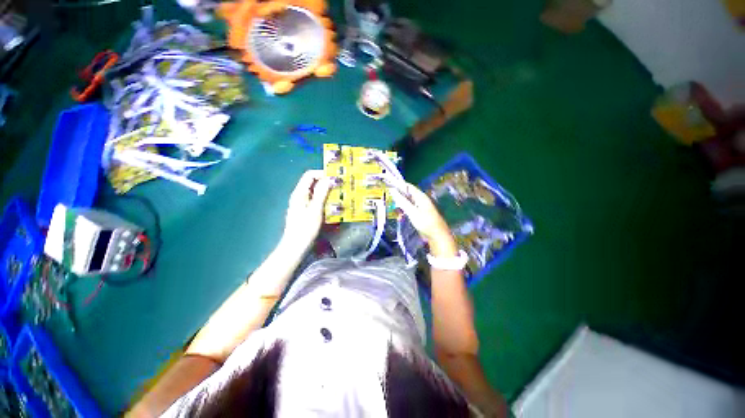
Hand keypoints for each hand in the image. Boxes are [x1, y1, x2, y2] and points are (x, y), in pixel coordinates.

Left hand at [282, 170, 330, 250]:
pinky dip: (323, 199)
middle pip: (312, 182)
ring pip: (314, 192)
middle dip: (326, 182)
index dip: (322, 174)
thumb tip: (330, 178)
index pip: (310, 175)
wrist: (295, 246)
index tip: (335, 178)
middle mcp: (299, 196)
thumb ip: (322, 192)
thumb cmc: (305, 228)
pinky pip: (315, 200)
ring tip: (338, 195)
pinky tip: (331, 205)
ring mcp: (301, 204)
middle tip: (339, 187)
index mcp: (300, 193)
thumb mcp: (316, 209)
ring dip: (326, 191)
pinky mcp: (304, 211)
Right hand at [389, 182, 457, 256]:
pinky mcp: (419, 214)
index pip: (408, 186)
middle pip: (407, 194)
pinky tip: (399, 216)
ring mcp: (420, 207)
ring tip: (393, 209)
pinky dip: (403, 211)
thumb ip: (402, 201)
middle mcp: (420, 200)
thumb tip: (392, 191)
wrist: (437, 236)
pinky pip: (409, 209)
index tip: (388, 185)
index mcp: (420, 196)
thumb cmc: (426, 223)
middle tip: (388, 199)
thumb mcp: (412, 212)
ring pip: (407, 202)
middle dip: (398, 196)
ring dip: (400, 205)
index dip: (398, 185)